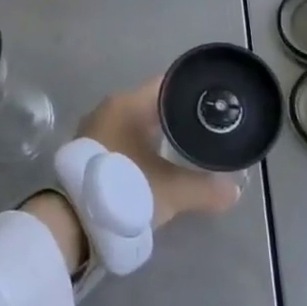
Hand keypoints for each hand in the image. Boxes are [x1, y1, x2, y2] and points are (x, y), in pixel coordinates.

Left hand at [77, 77, 242, 229]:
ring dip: (157, 135)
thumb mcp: (172, 191)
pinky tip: (156, 164)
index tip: (213, 105)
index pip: (167, 84)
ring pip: (136, 124)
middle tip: (206, 131)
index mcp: (127, 103)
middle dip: (177, 117)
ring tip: (185, 150)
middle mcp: (108, 108)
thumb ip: (206, 189)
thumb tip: (233, 191)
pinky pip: (122, 140)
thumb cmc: (125, 189)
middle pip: (152, 104)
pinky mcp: (89, 151)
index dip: (191, 92)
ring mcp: (95, 129)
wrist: (73, 221)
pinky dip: (140, 148)